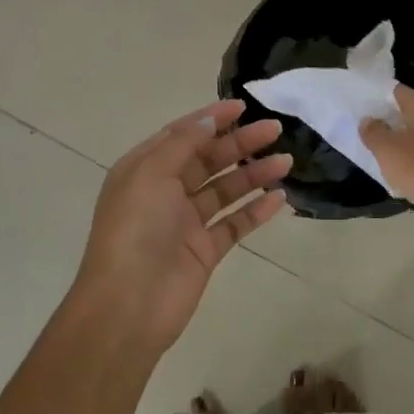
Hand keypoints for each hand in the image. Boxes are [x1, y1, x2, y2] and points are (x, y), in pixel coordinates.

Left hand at [73, 100, 290, 353]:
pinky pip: (234, 223)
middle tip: (275, 130)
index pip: (182, 135)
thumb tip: (209, 118)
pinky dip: (256, 210)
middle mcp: (165, 192)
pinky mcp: (204, 251)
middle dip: (240, 143)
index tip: (243, 106)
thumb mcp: (151, 174)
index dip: (212, 118)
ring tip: (286, 162)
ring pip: (225, 189)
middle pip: (208, 159)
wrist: (128, 306)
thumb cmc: (135, 230)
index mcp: (145, 169)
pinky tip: (280, 199)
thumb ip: (183, 143)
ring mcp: (186, 223)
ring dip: (254, 175)